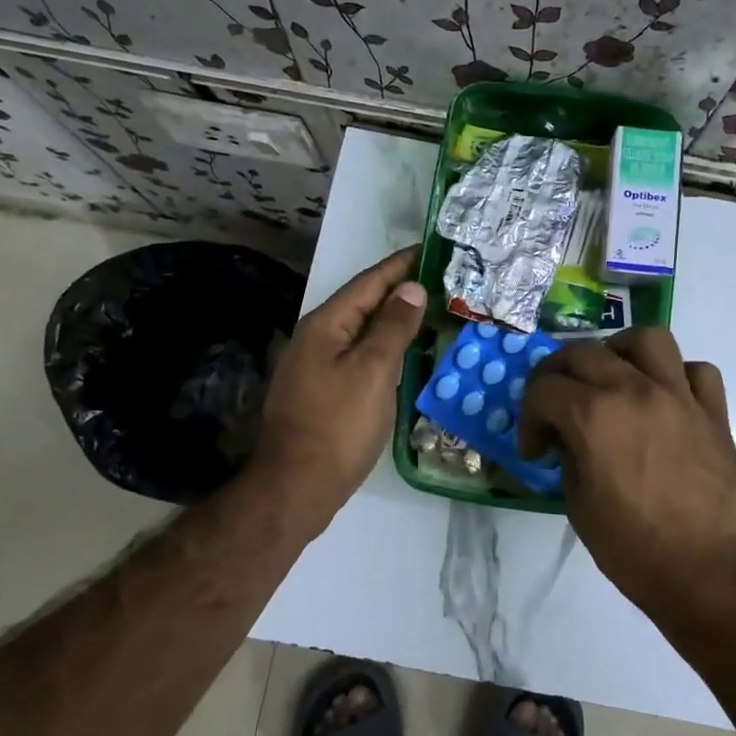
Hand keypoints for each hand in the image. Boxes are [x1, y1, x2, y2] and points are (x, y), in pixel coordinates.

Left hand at [250, 247, 426, 520]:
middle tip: (439, 280)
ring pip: (360, 332)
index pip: (368, 283)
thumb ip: (393, 327)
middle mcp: (316, 339)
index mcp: (325, 325)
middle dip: (398, 290)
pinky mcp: (321, 392)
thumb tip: (411, 288)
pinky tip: (402, 354)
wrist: (296, 486)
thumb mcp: (373, 371)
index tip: (430, 248)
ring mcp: (315, 367)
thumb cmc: (338, 425)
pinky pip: (357, 356)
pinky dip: (383, 347)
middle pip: (362, 304)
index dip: (400, 265)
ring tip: (427, 311)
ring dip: (392, 319)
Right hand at [519, 328, 735, 622]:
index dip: (529, 417)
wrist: (708, 575)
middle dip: (557, 374)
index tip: (535, 449)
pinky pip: (696, 371)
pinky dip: (676, 376)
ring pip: (647, 339)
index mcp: (594, 416)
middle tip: (555, 405)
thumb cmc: (634, 549)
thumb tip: (569, 438)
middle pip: (583, 351)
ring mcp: (679, 396)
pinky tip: (665, 399)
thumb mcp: (578, 505)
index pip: (543, 388)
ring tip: (612, 376)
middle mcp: (635, 390)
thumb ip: (568, 456)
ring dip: (620, 351)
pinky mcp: (714, 412)